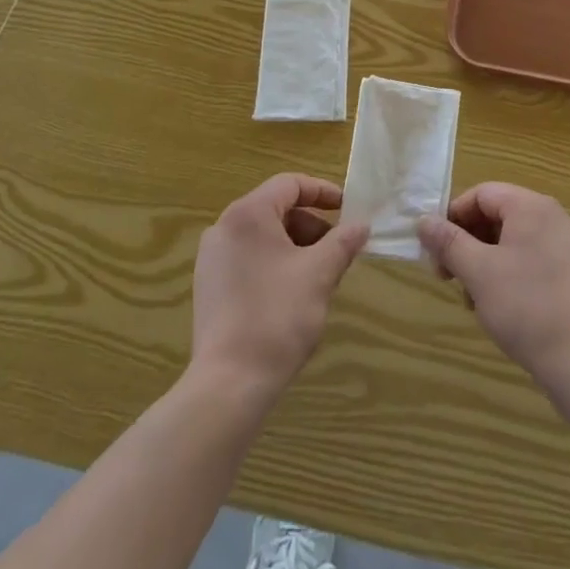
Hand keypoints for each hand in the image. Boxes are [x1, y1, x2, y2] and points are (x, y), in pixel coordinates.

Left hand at [190, 173, 368, 405]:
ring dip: (295, 246)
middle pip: (276, 209)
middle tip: (337, 251)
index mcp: (248, 214)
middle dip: (311, 226)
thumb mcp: (319, 274)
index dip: (322, 192)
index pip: (290, 184)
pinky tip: (292, 294)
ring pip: (263, 236)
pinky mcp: (209, 286)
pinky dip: (275, 263)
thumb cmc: (277, 316)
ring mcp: (212, 258)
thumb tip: (361, 225)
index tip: (348, 209)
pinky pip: (249, 258)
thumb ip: (343, 243)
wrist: (229, 383)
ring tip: (319, 276)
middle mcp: (224, 227)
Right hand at [419, 183, 569, 386]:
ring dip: (483, 262)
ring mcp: (564, 246)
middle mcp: (551, 217)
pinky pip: (528, 259)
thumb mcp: (478, 272)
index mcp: (531, 207)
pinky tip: (497, 307)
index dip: (453, 217)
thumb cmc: (527, 308)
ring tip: (472, 299)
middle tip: (447, 277)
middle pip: (496, 215)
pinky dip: (506, 274)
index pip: (481, 194)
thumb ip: (449, 242)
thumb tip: (423, 221)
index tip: (436, 251)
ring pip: (510, 241)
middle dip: (467, 243)